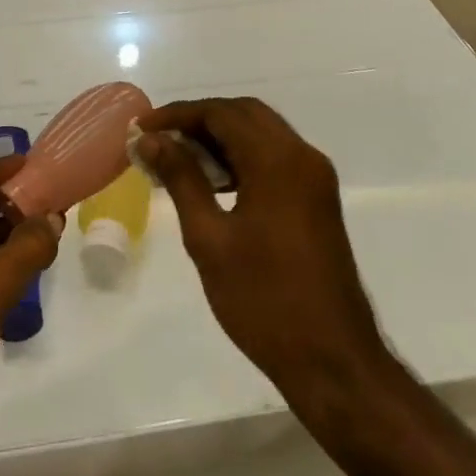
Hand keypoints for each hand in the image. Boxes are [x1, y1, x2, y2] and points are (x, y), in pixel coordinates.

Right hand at [136, 98, 386, 404]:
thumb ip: (181, 179)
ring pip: (262, 133)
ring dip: (221, 137)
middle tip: (159, 138)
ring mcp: (315, 178)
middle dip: (199, 119)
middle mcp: (302, 157)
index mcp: (278, 161)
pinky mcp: (317, 199)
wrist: (333, 362)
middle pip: (245, 114)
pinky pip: (275, 157)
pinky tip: (214, 182)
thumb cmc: (264, 301)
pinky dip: (242, 156)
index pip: (221, 113)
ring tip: (178, 158)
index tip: (142, 127)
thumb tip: (152, 139)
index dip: (178, 114)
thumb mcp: (210, 238)